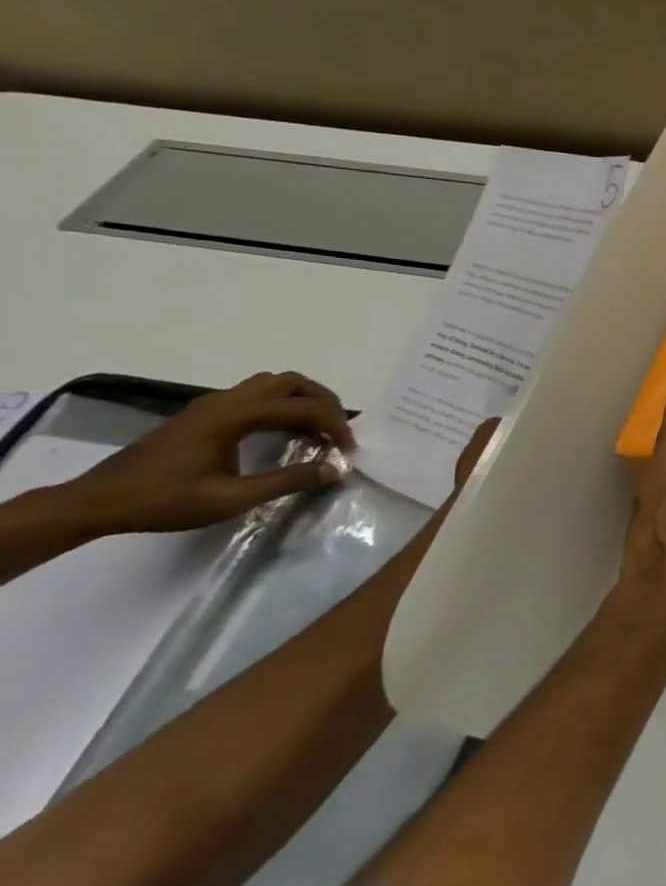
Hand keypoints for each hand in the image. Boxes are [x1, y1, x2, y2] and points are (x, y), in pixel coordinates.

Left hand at [65, 372, 354, 535]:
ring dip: (303, 401)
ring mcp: (212, 404)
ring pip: (275, 385)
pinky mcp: (204, 414)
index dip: (335, 425)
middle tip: (337, 431)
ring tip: (316, 430)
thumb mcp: (231, 499)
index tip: (348, 450)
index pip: (303, 407)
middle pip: (292, 383)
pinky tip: (285, 433)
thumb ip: (287, 481)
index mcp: (233, 416)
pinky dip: (283, 407)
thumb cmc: (164, 501)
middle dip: (324, 403)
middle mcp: (225, 400)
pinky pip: (257, 396)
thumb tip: (334, 469)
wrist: (97, 502)